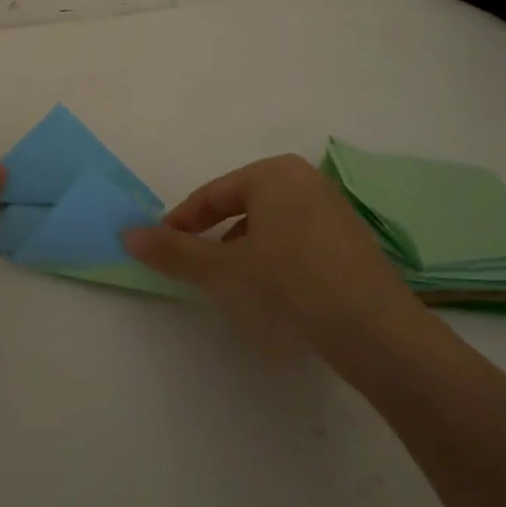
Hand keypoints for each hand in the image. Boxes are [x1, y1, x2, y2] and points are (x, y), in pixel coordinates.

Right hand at [123, 155, 423, 348]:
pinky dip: (279, 264)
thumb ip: (173, 251)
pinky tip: (279, 299)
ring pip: (272, 228)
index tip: (162, 251)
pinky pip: (301, 244)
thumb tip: (127, 234)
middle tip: (199, 273)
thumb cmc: (289, 286)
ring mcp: (336, 211)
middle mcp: (306, 180)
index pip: (213, 196)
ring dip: (247, 254)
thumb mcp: (222, 270)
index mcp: (274, 173)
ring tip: (237, 291)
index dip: (182, 225)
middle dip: (217, 241)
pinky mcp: (355, 243)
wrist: (377, 333)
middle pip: (243, 208)